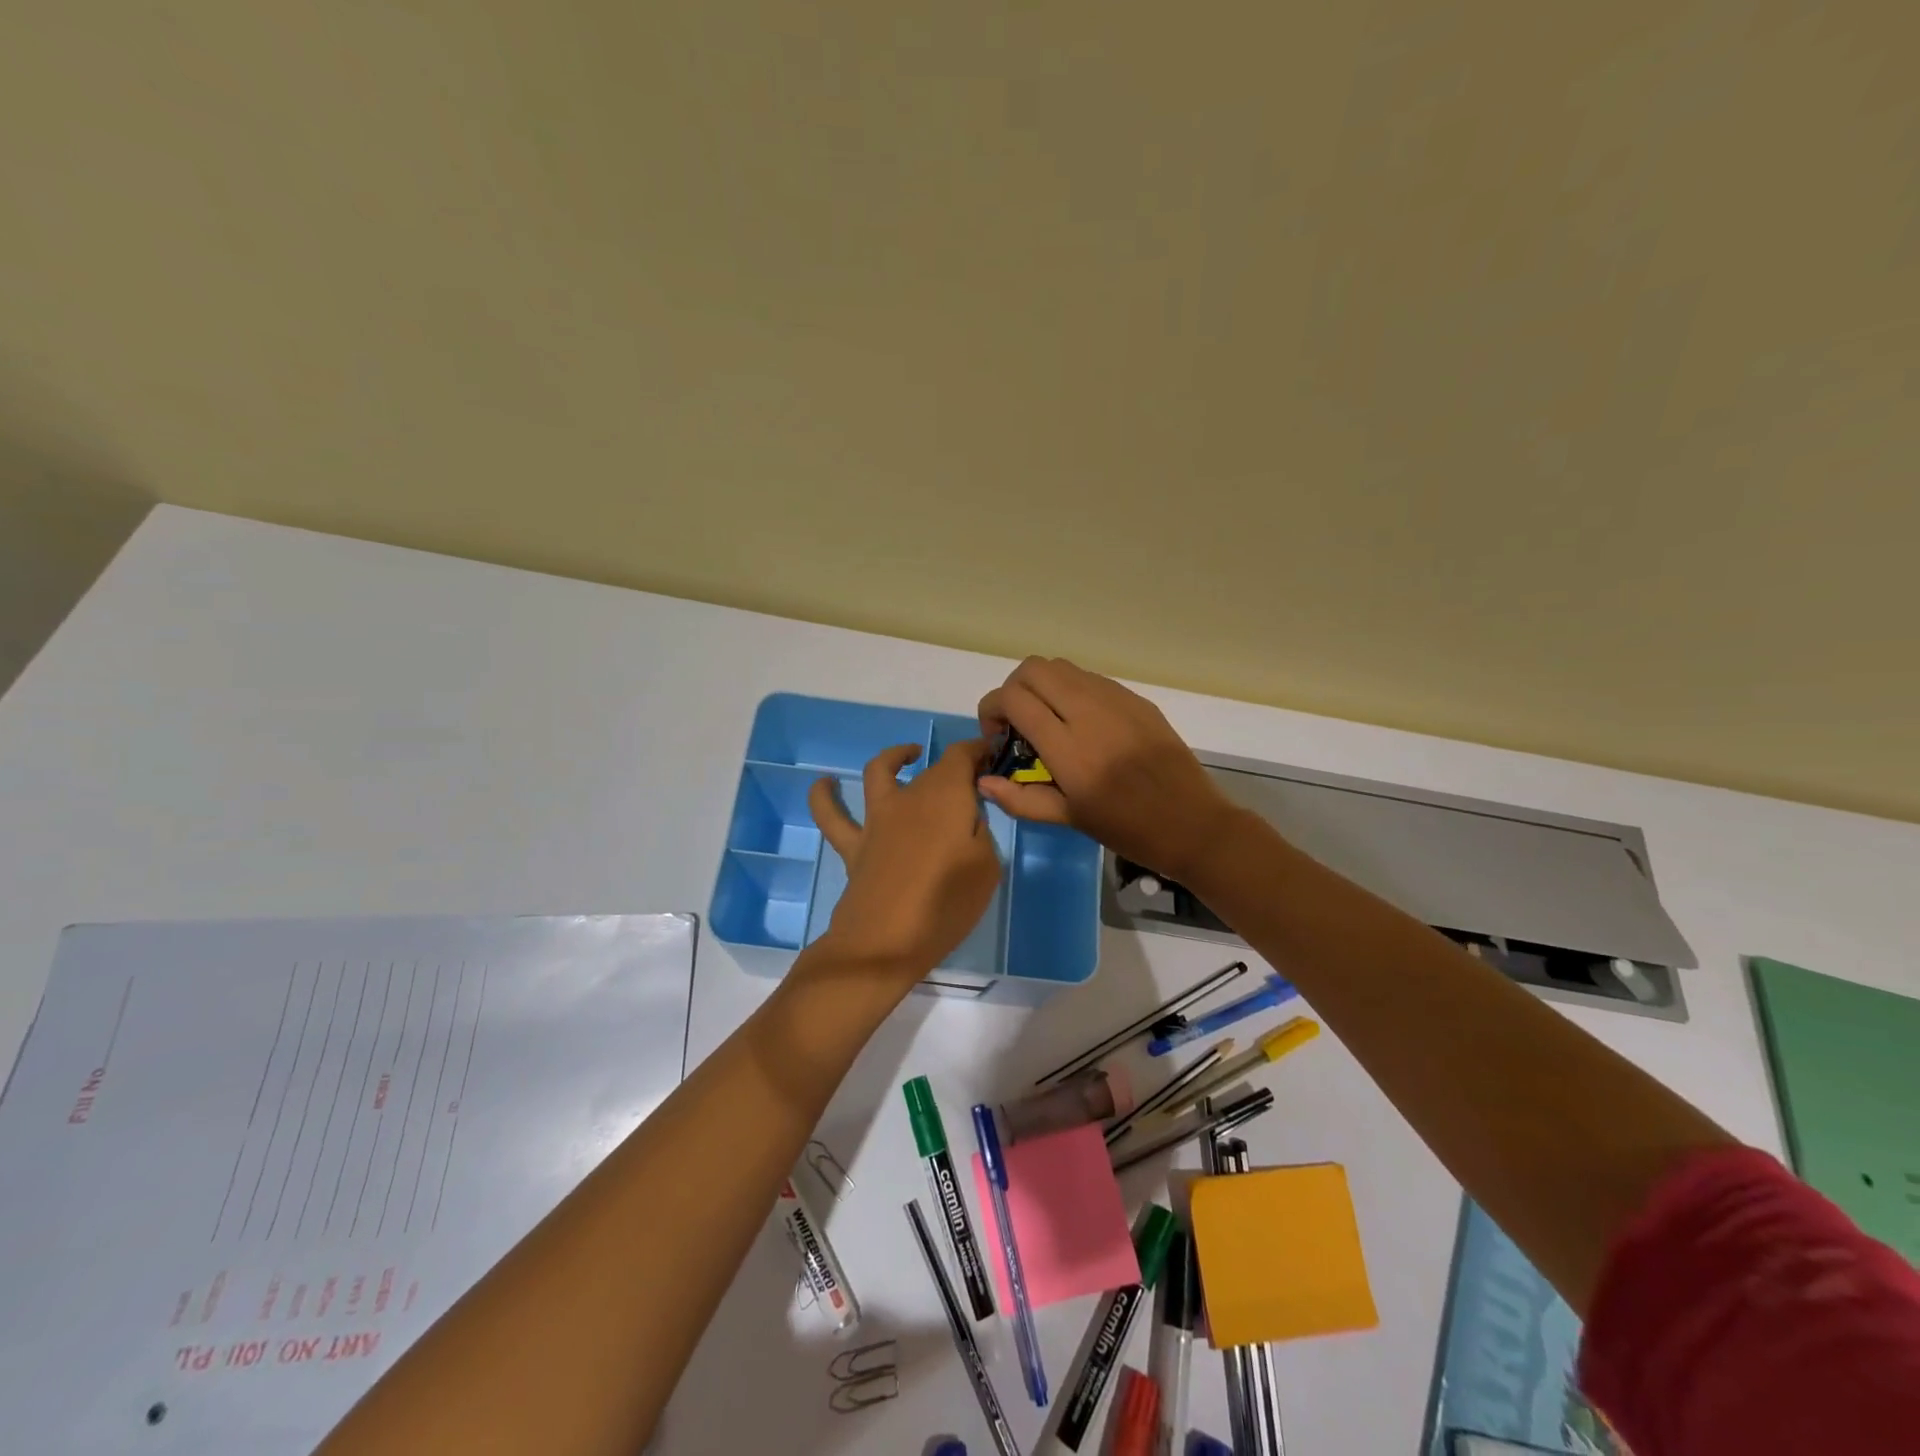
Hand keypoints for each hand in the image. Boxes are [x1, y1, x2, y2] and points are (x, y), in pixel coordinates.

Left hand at [807, 738, 1002, 978]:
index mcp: (946, 796)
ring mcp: (877, 820)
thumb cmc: (946, 904)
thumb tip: (968, 819)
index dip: (976, 750)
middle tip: (972, 782)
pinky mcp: (853, 846)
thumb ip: (979, 833)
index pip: (961, 756)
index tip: (990, 754)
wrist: (886, 942)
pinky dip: (824, 796)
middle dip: (952, 767)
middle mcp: (909, 798)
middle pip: (931, 769)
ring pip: (880, 773)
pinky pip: (831, 815)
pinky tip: (825, 783)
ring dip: (894, 757)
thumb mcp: (987, 868)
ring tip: (907, 755)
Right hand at [978, 657, 1238, 882]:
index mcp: (1068, 747)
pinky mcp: (1136, 699)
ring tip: (1049, 721)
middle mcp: (1089, 712)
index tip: (998, 736)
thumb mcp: (1069, 819)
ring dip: (1042, 686)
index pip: (1014, 698)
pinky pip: (1091, 679)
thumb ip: (1021, 798)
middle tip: (1018, 723)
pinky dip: (1071, 690)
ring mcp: (1116, 700)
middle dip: (1013, 689)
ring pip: (1062, 666)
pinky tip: (1082, 724)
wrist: (1192, 823)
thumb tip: (983, 781)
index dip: (992, 710)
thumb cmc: (1127, 828)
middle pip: (1033, 669)